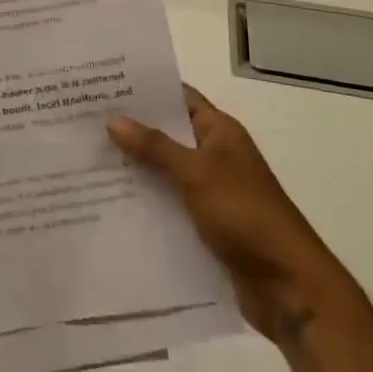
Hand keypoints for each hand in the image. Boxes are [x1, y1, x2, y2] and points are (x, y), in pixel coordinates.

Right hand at [108, 84, 351, 344]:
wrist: (289, 287)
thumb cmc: (246, 215)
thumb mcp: (197, 174)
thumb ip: (155, 147)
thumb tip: (114, 119)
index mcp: (220, 132)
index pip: (179, 97)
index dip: (145, 90)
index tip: (104, 84)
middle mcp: (215, 156)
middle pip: (167, 134)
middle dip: (130, 129)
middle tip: (83, 120)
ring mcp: (210, 191)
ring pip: (164, 171)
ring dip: (134, 167)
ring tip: (86, 158)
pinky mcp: (205, 225)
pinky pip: (168, 204)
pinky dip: (145, 201)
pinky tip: (108, 202)